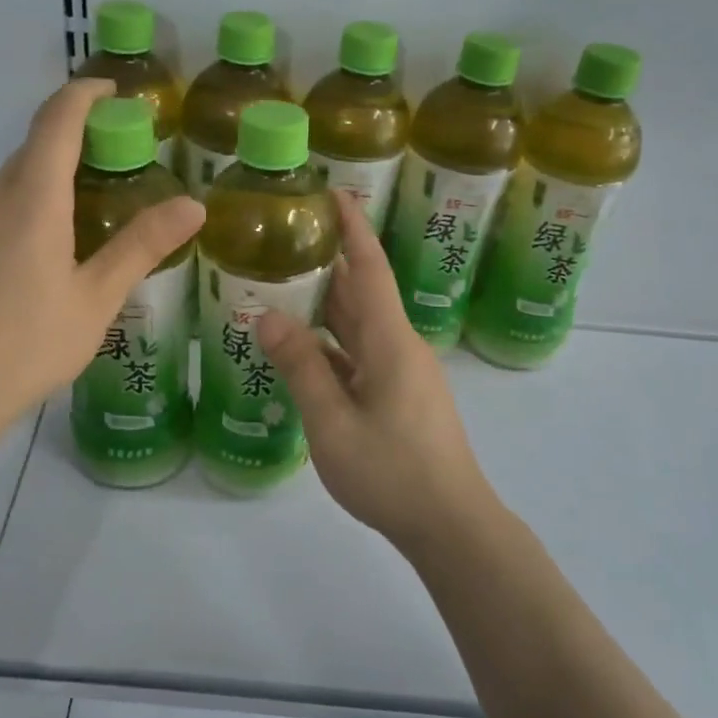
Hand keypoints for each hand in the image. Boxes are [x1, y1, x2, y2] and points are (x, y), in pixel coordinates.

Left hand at [0, 79, 203, 422]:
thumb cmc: (26, 345)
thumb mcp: (96, 299)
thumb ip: (141, 246)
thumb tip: (193, 204)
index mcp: (32, 201)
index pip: (56, 122)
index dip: (84, 94)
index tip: (114, 89)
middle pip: (35, 148)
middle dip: (76, 136)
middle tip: (121, 156)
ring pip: (15, 180)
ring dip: (53, 173)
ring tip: (95, 203)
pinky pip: (0, 207)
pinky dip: (32, 203)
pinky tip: (51, 247)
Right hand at [257, 196, 491, 550]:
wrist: (450, 524)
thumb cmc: (392, 472)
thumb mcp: (334, 422)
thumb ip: (301, 367)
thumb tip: (267, 317)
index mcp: (390, 342)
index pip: (370, 269)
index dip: (353, 228)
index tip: (333, 192)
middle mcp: (399, 347)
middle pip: (361, 293)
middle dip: (329, 262)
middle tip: (286, 237)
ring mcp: (401, 373)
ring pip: (359, 327)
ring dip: (326, 305)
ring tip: (282, 284)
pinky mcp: (399, 396)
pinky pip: (359, 356)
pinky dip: (330, 345)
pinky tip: (299, 350)